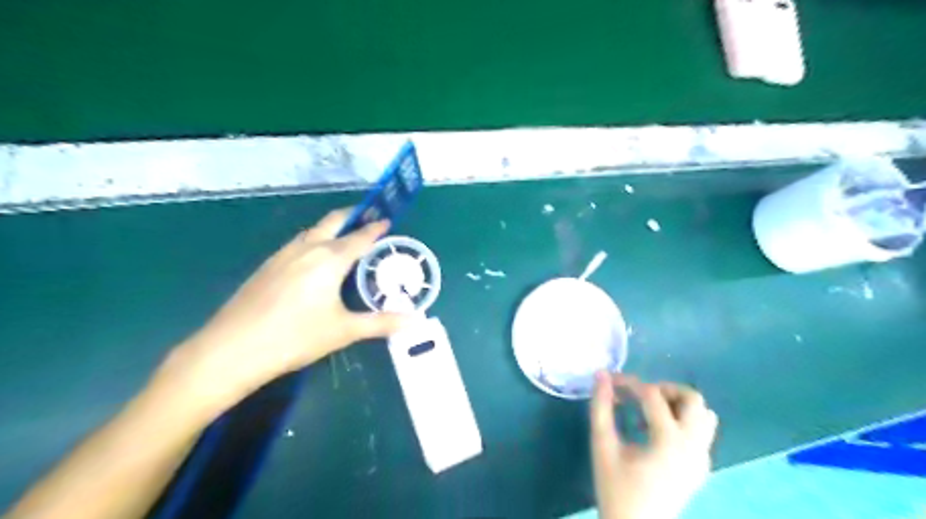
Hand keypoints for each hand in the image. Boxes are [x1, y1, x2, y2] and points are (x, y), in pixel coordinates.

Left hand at [158, 209, 404, 415]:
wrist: (231, 349)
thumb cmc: (295, 337)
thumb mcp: (343, 331)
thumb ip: (380, 323)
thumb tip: (413, 321)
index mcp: (330, 259)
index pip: (359, 237)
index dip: (376, 229)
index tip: (387, 221)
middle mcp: (307, 248)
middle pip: (333, 221)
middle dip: (353, 216)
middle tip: (369, 219)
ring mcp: (283, 254)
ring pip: (313, 230)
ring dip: (332, 228)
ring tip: (345, 238)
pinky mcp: (267, 265)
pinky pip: (298, 243)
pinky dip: (315, 240)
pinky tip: (314, 260)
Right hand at [589, 373, 718, 517]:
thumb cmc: (616, 488)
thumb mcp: (603, 446)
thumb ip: (601, 408)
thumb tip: (601, 375)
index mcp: (669, 441)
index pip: (653, 395)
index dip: (629, 383)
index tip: (611, 382)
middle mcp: (693, 445)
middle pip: (692, 398)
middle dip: (664, 389)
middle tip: (638, 397)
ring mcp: (702, 457)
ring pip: (703, 414)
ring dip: (677, 404)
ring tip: (649, 413)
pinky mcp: (701, 467)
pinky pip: (702, 431)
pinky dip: (683, 421)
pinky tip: (657, 433)